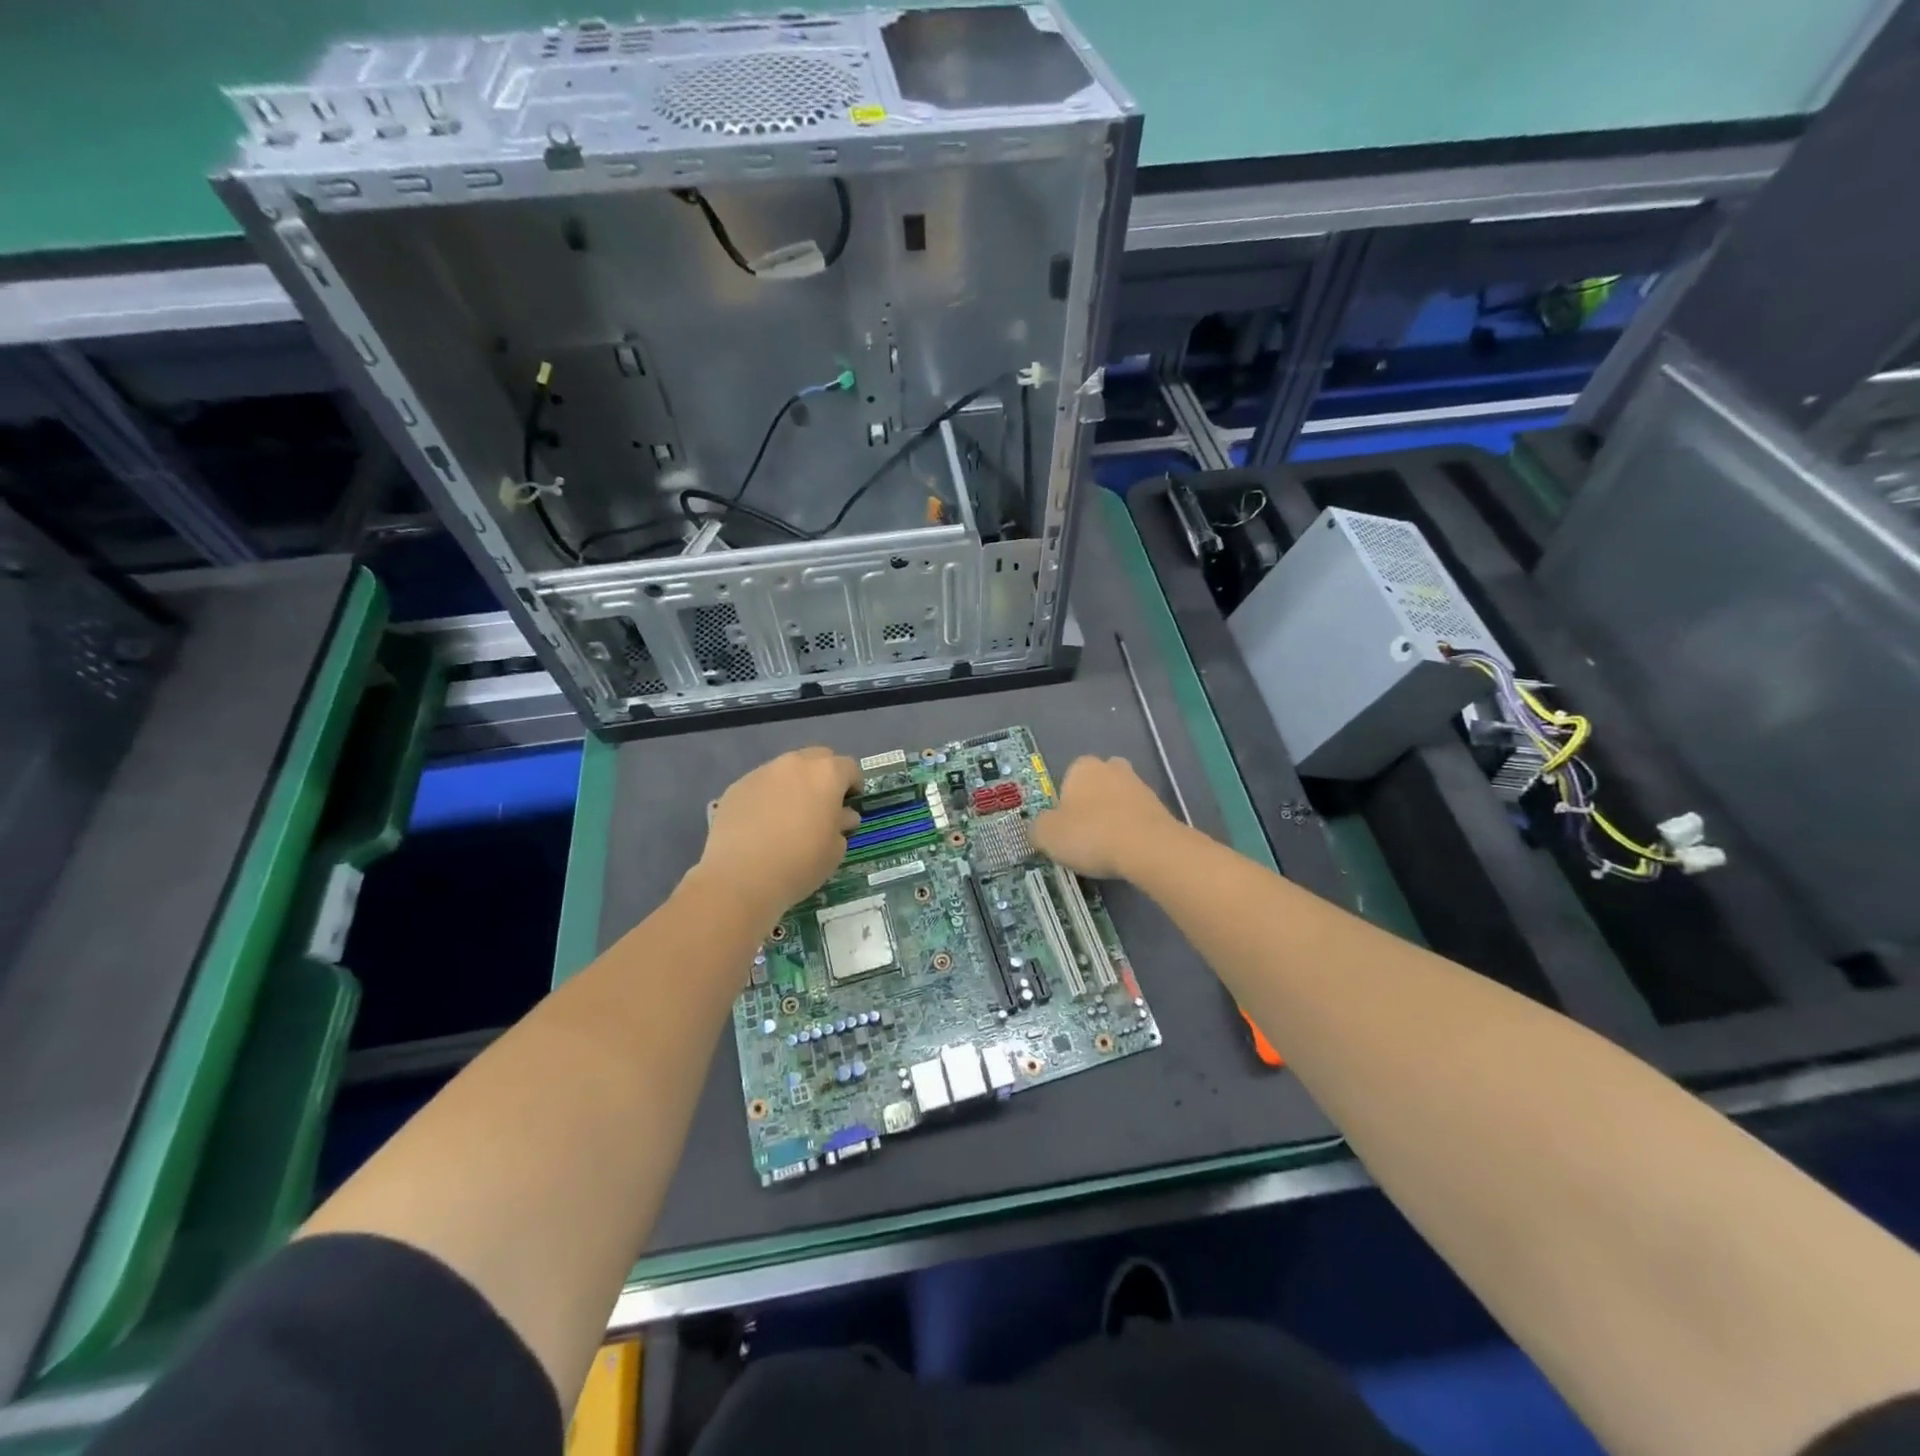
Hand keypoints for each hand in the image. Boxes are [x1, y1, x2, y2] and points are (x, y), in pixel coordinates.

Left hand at [697, 747, 860, 919]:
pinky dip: (767, 797)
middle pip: (817, 758)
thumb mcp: (835, 850)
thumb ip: (842, 825)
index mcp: (826, 774)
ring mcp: (762, 772)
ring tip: (789, 816)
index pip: (849, 767)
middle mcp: (794, 764)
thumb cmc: (800, 863)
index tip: (850, 805)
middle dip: (824, 777)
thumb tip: (841, 816)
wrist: (740, 877)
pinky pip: (761, 785)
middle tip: (822, 805)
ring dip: (794, 785)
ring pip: (786, 770)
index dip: (853, 785)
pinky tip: (762, 825)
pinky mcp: (736, 787)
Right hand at [1031, 755, 1180, 880]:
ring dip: (1112, 819)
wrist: (1148, 848)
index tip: (1063, 827)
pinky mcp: (1160, 808)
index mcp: (1082, 766)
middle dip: (1091, 805)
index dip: (1063, 803)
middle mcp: (1112, 768)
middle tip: (1084, 835)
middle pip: (1096, 786)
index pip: (1067, 779)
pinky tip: (1125, 853)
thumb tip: (1040, 829)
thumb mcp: (1047, 835)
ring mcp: (1140, 786)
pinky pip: (1136, 819)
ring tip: (1105, 850)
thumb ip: (1038, 829)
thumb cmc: (1090, 834)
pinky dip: (1130, 832)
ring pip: (1118, 801)